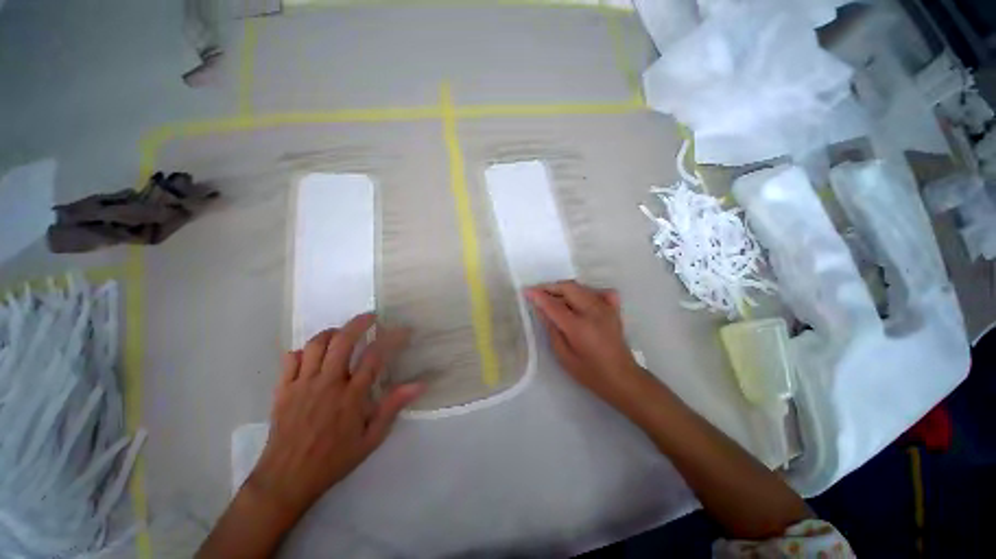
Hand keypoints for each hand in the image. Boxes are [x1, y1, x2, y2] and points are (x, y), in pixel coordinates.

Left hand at [247, 313, 423, 517]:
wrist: (286, 479)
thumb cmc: (333, 459)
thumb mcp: (371, 439)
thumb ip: (392, 407)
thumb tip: (418, 384)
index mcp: (351, 396)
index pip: (375, 356)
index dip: (392, 338)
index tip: (402, 330)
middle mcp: (328, 383)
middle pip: (343, 341)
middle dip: (359, 323)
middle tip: (371, 317)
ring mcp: (302, 384)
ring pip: (317, 344)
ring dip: (333, 332)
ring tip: (343, 332)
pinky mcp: (283, 389)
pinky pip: (291, 359)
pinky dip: (304, 350)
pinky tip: (313, 354)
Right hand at [526, 281, 645, 405]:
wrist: (622, 378)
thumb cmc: (590, 373)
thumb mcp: (564, 356)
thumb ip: (552, 330)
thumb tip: (541, 310)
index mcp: (579, 327)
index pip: (554, 304)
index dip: (538, 295)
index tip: (526, 291)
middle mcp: (593, 312)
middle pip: (568, 288)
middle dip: (550, 287)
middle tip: (538, 293)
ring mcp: (606, 308)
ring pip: (581, 287)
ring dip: (564, 289)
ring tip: (553, 298)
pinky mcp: (613, 309)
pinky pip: (598, 291)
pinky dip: (586, 291)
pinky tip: (580, 300)